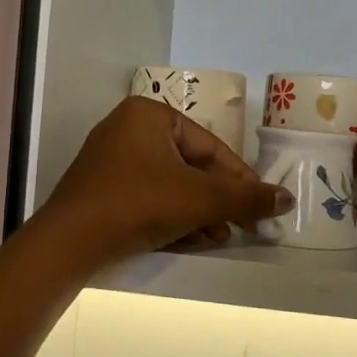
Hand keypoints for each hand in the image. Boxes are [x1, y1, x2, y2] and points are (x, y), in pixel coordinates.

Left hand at [41, 98, 292, 263]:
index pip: (209, 146)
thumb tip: (287, 197)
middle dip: (216, 199)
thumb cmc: (139, 204)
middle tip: (240, 226)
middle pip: (190, 165)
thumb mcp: (200, 199)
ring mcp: (109, 158)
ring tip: (216, 238)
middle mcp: (127, 127)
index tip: (261, 206)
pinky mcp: (99, 187)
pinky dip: (170, 214)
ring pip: (169, 182)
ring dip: (197, 211)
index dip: (240, 179)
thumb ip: (245, 197)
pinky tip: (188, 239)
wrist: (69, 241)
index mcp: (150, 114)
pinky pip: (146, 194)